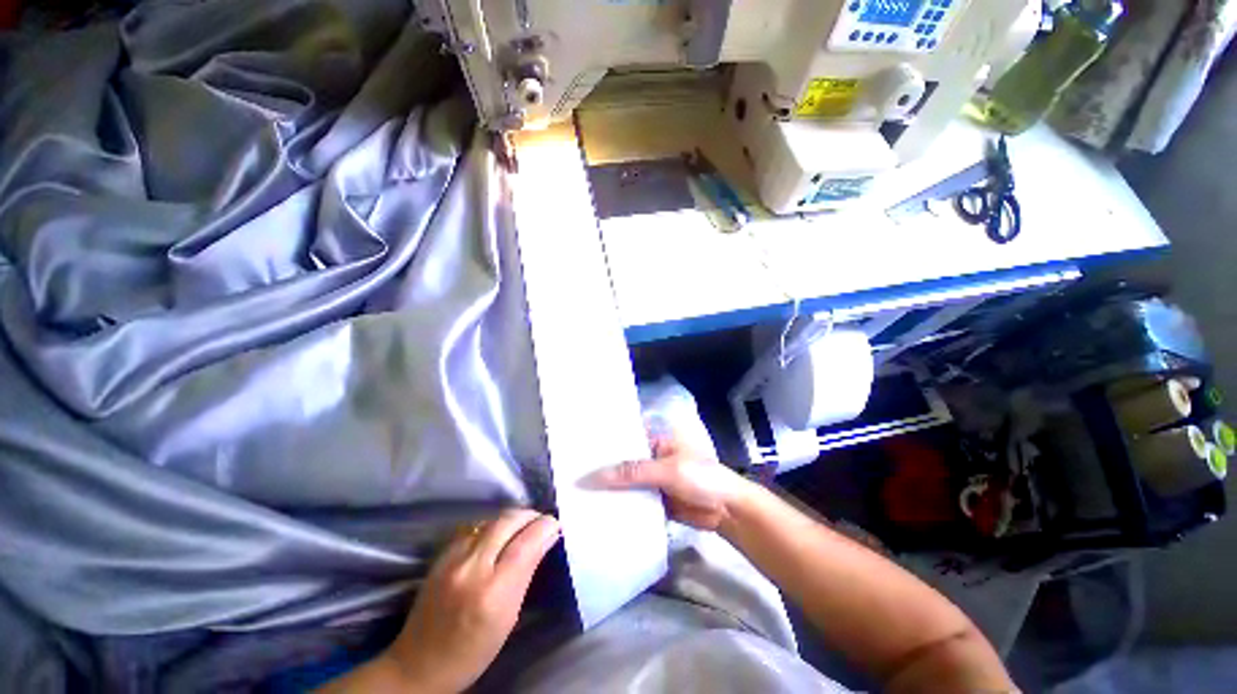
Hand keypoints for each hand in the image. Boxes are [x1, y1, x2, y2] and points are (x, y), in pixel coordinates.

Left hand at [383, 510, 560, 693]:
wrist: (419, 664)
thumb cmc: (473, 651)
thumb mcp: (509, 618)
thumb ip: (527, 574)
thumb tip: (546, 539)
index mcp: (493, 593)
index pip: (526, 543)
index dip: (544, 527)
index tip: (555, 524)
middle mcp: (472, 569)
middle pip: (508, 522)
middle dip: (530, 516)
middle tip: (541, 521)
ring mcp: (452, 559)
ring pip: (491, 520)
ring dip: (512, 518)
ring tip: (523, 525)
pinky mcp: (440, 555)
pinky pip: (474, 527)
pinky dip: (492, 525)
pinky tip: (497, 534)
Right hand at [589, 434, 752, 531]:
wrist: (728, 510)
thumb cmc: (701, 477)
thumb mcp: (666, 470)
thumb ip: (631, 472)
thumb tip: (590, 477)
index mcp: (654, 440)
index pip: (623, 439)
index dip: (602, 444)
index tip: (575, 450)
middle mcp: (650, 457)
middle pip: (621, 463)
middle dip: (601, 470)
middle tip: (568, 475)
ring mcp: (652, 481)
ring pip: (625, 484)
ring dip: (608, 490)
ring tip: (575, 495)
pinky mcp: (655, 501)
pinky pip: (633, 502)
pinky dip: (620, 506)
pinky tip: (598, 512)